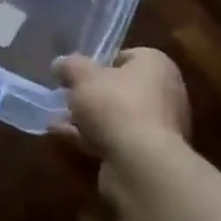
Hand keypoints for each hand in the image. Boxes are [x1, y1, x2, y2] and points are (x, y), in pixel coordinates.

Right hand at [54, 48, 190, 155]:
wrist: (141, 164)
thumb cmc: (116, 105)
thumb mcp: (83, 76)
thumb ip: (70, 66)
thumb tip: (61, 64)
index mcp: (157, 66)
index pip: (126, 57)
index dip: (98, 63)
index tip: (77, 74)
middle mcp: (165, 93)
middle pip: (120, 89)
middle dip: (90, 96)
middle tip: (64, 98)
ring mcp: (159, 128)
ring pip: (116, 118)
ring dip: (86, 120)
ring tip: (56, 121)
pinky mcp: (149, 156)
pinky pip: (116, 140)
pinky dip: (91, 139)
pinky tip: (64, 139)